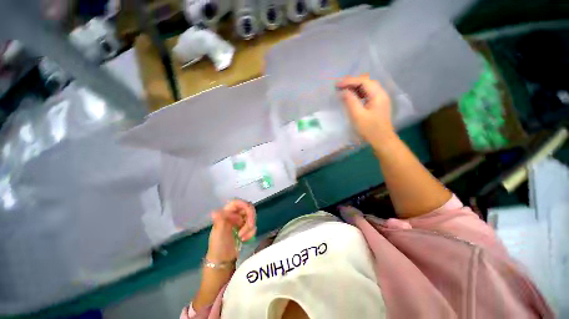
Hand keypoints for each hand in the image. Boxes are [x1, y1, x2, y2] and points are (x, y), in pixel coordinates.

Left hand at [206, 200, 256, 262]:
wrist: (223, 260)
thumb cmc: (218, 245)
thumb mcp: (218, 233)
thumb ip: (220, 220)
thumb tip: (215, 212)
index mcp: (226, 213)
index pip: (237, 202)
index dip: (244, 204)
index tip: (249, 211)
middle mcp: (235, 215)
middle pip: (248, 208)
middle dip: (251, 218)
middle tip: (251, 226)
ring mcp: (241, 221)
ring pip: (252, 217)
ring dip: (250, 227)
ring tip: (242, 237)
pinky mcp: (246, 228)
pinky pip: (253, 226)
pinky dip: (251, 233)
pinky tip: (245, 239)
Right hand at [336, 74, 394, 146]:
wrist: (382, 140)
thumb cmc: (370, 129)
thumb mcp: (358, 116)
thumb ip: (350, 101)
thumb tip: (343, 91)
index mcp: (378, 94)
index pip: (363, 81)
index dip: (349, 81)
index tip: (337, 85)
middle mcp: (380, 93)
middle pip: (366, 82)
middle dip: (352, 82)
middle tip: (339, 86)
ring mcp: (380, 99)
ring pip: (367, 87)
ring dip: (354, 87)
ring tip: (343, 90)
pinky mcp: (377, 104)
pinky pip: (367, 94)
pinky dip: (358, 93)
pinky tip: (351, 97)